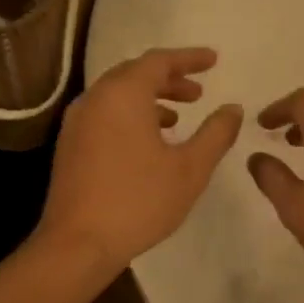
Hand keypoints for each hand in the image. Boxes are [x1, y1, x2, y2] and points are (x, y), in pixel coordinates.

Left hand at [37, 48, 243, 271]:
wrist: (78, 244)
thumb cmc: (139, 201)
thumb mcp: (191, 168)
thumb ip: (216, 133)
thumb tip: (233, 108)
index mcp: (123, 94)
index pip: (159, 61)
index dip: (189, 58)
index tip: (214, 61)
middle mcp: (96, 98)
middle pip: (135, 73)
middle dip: (170, 78)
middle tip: (198, 92)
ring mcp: (77, 121)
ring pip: (118, 95)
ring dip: (150, 98)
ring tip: (178, 118)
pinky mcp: (70, 144)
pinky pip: (105, 114)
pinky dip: (130, 115)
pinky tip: (149, 142)